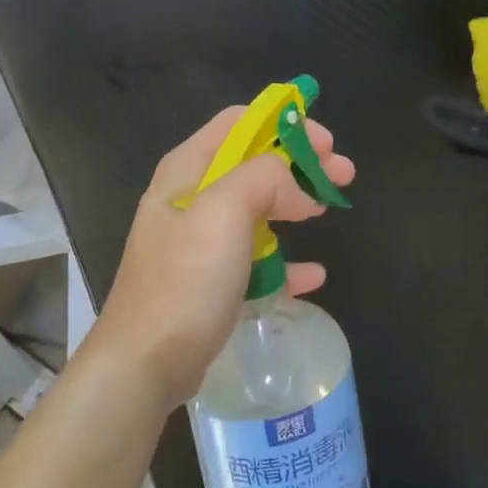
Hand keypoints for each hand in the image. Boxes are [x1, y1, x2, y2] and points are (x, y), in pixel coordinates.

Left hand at [90, 106, 355, 408]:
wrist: (143, 365)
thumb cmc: (184, 281)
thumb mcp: (224, 212)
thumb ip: (264, 178)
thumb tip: (295, 188)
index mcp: (188, 169)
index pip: (241, 122)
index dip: (286, 123)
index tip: (325, 144)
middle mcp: (191, 196)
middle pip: (255, 162)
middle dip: (301, 161)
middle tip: (344, 174)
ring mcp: (200, 240)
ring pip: (258, 206)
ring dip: (296, 202)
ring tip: (331, 208)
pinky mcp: (210, 280)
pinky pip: (256, 257)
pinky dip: (285, 259)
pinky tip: (313, 275)